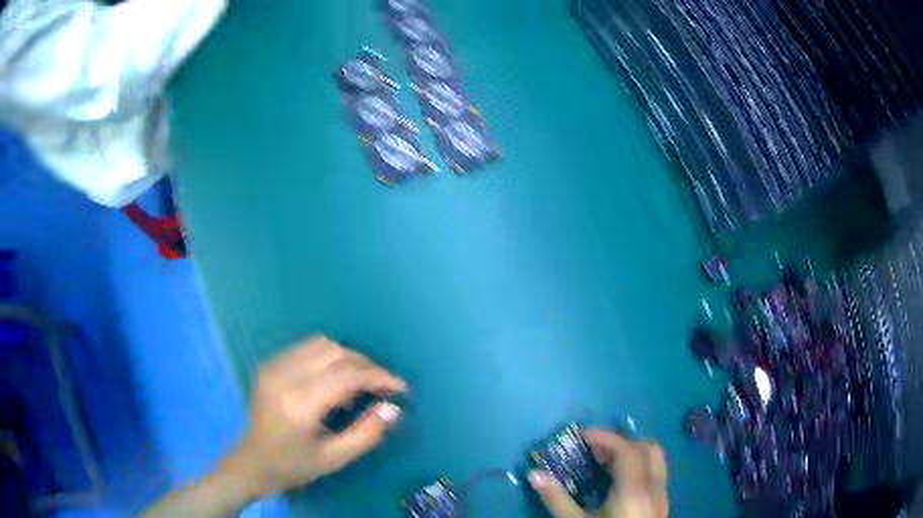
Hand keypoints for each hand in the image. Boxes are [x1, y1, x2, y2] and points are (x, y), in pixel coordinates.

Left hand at [220, 336, 406, 497]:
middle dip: (366, 365)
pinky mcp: (269, 364)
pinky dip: (329, 357)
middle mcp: (283, 376)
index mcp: (298, 403)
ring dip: (348, 358)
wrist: (252, 462)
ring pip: (321, 344)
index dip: (378, 377)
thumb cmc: (293, 466)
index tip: (400, 388)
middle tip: (383, 386)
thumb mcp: (334, 459)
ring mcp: (273, 366)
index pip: (346, 376)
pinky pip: (307, 348)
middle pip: (335, 352)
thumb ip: (366, 433)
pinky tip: (334, 379)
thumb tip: (393, 408)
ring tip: (361, 382)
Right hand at [529, 430, 667, 517]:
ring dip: (633, 454)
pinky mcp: (662, 505)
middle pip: (646, 449)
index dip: (605, 437)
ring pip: (656, 461)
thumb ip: (557, 499)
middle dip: (621, 444)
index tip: (582, 436)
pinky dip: (640, 468)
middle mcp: (653, 486)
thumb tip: (534, 474)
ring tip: (607, 465)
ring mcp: (662, 495)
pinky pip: (656, 475)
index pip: (626, 449)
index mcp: (634, 488)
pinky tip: (619, 485)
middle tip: (595, 451)